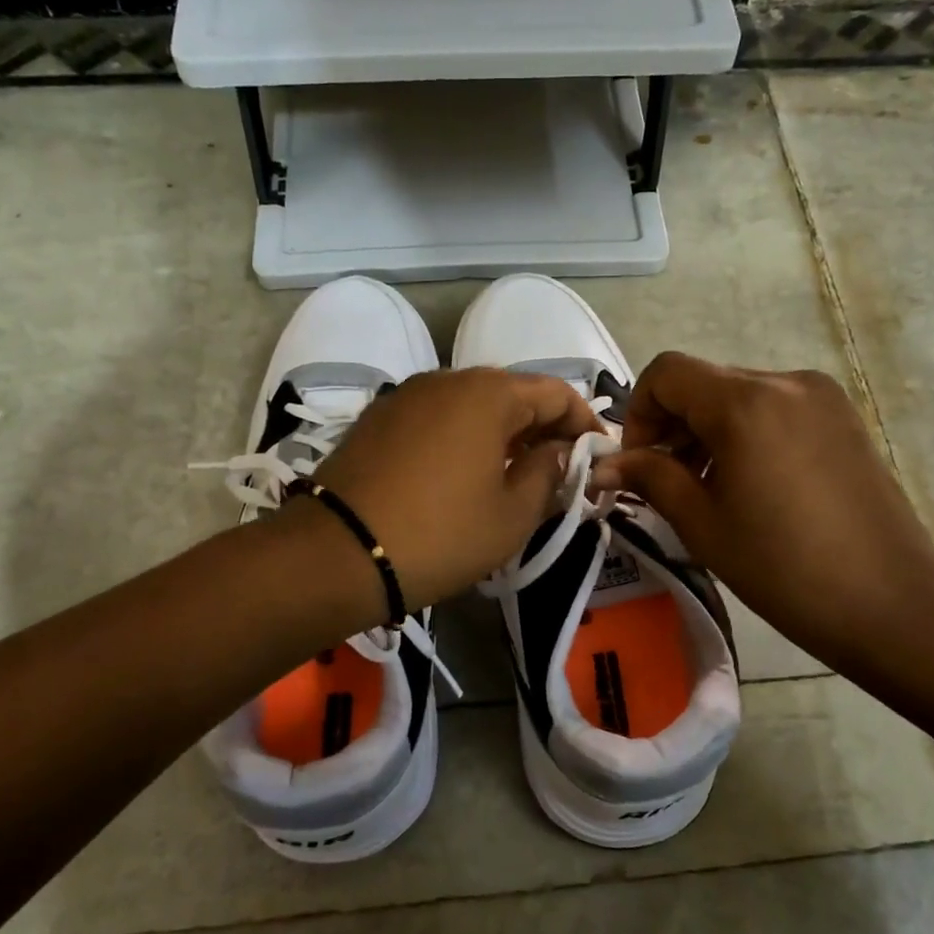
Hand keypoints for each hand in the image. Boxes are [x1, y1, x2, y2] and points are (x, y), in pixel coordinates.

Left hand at [302, 368, 601, 611]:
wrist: (337, 554)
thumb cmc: (440, 535)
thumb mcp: (512, 515)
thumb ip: (548, 474)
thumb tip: (558, 452)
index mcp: (488, 393)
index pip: (556, 392)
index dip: (584, 423)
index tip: (597, 457)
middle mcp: (446, 379)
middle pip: (512, 394)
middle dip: (542, 428)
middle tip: (559, 470)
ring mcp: (406, 396)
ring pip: (471, 406)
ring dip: (502, 433)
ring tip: (514, 474)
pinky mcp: (377, 419)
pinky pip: (436, 418)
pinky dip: (463, 438)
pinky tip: (463, 474)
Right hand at [589, 353, 933, 673]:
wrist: (890, 601)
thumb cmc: (782, 567)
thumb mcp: (702, 523)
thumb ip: (650, 478)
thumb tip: (605, 465)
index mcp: (745, 403)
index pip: (667, 372)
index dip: (639, 412)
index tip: (640, 464)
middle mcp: (785, 381)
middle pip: (704, 382)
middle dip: (673, 425)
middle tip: (668, 483)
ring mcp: (821, 396)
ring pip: (739, 395)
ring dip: (708, 430)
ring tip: (711, 489)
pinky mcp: (843, 416)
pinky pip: (774, 408)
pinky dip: (746, 433)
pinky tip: (753, 484)